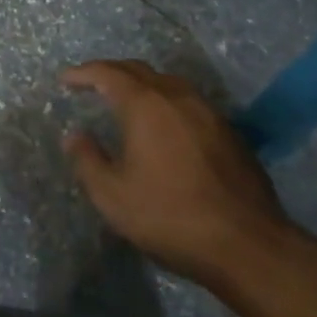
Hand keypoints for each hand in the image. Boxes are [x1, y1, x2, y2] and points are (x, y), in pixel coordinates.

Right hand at [61, 60, 295, 293]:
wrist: (250, 246)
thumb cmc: (171, 217)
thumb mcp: (113, 196)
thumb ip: (87, 160)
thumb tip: (75, 135)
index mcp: (145, 104)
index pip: (107, 73)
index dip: (83, 73)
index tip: (65, 80)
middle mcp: (176, 96)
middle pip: (138, 70)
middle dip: (111, 72)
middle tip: (91, 83)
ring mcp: (208, 112)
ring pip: (167, 83)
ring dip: (142, 84)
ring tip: (127, 100)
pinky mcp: (230, 133)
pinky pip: (189, 103)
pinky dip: (167, 103)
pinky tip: (165, 126)